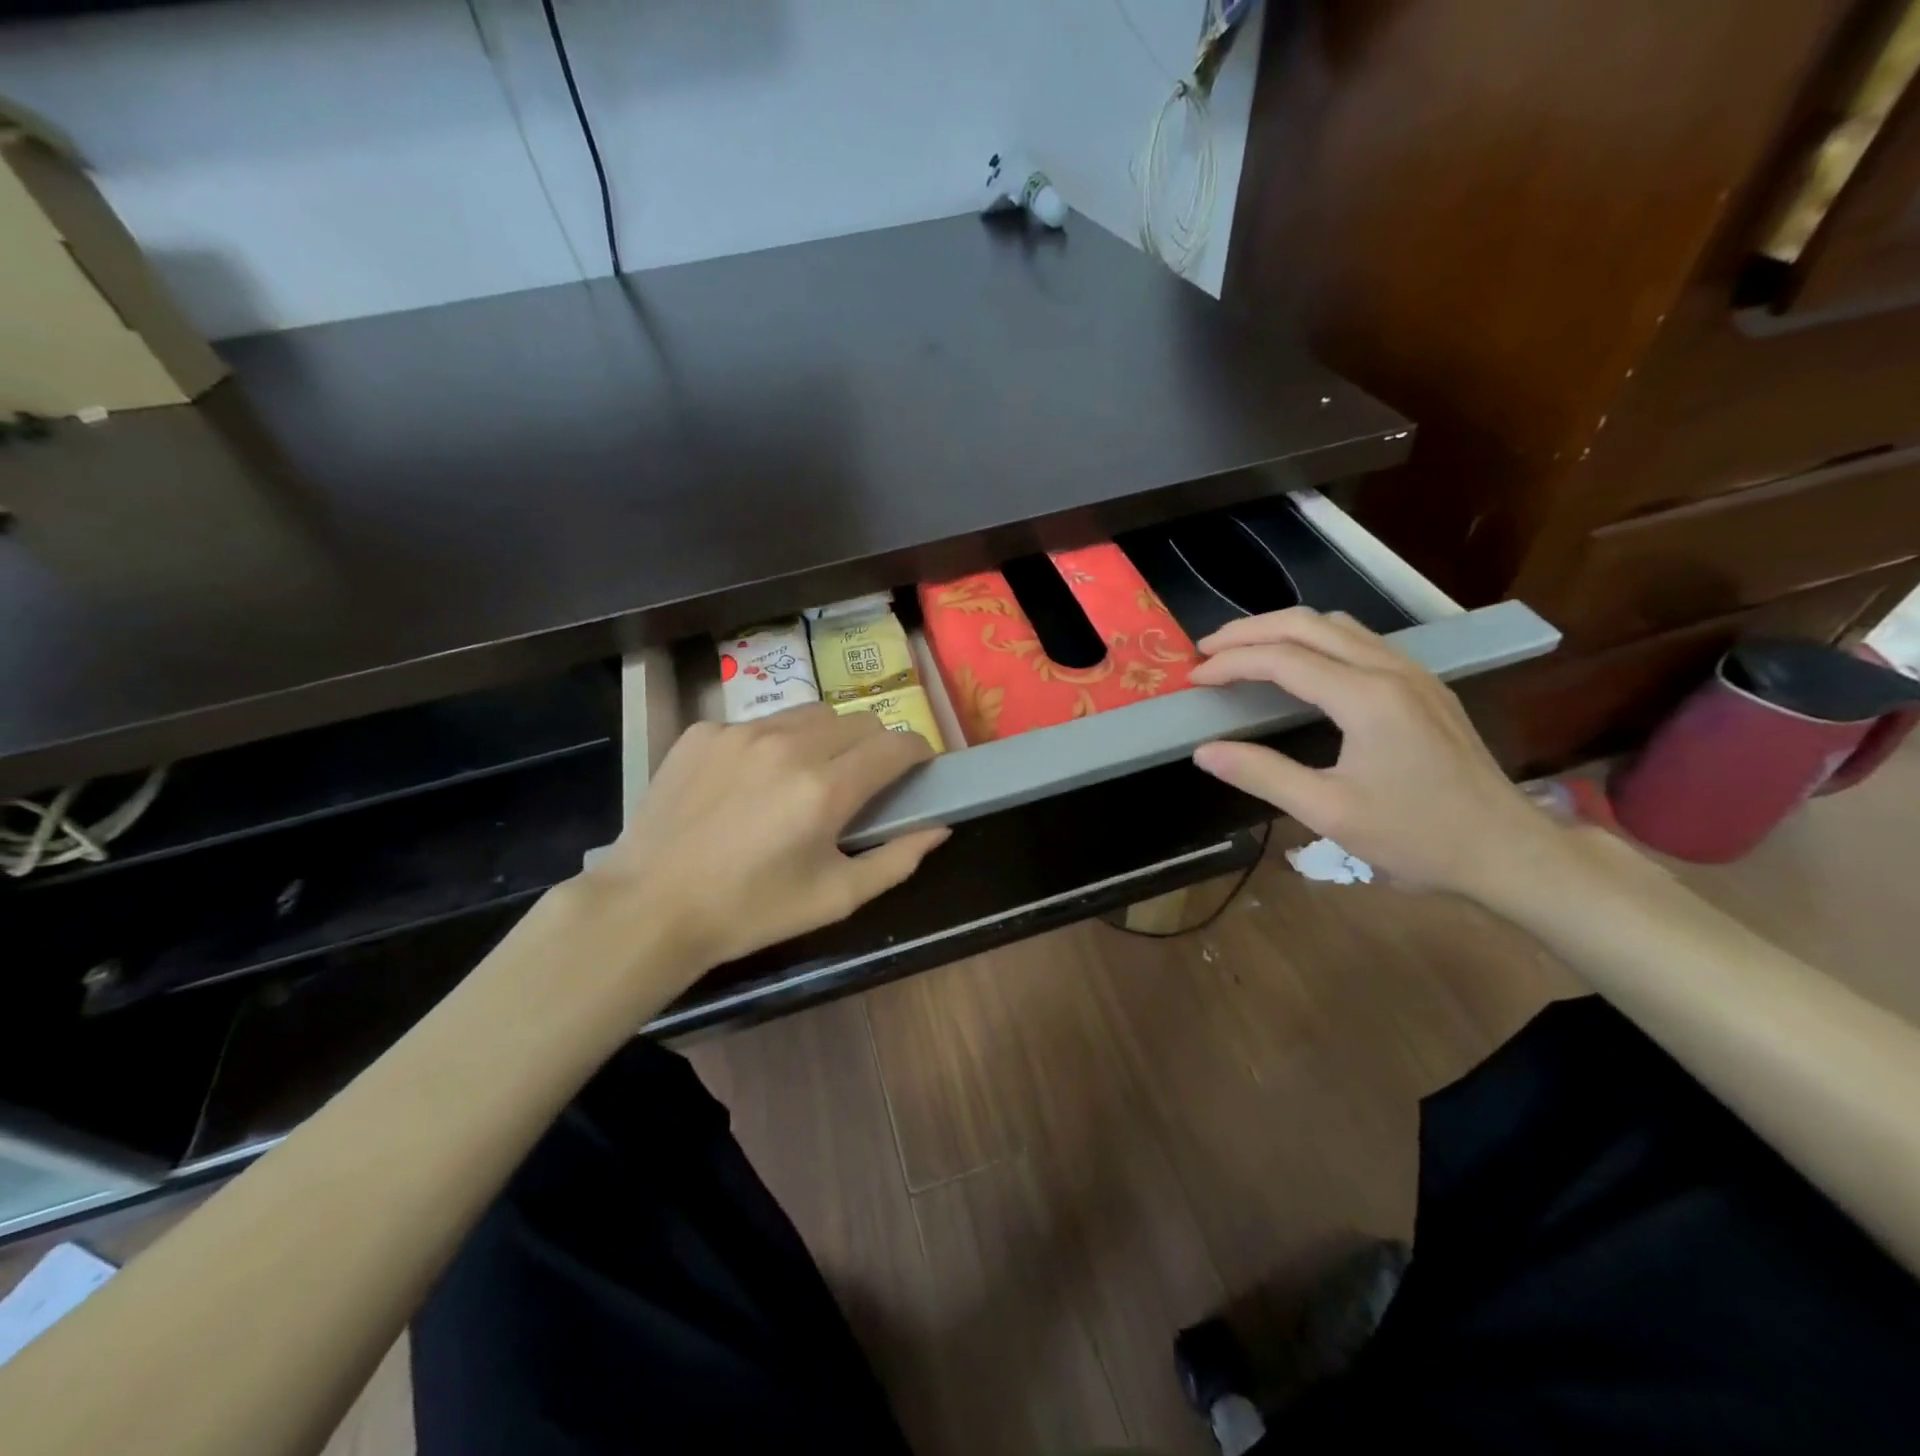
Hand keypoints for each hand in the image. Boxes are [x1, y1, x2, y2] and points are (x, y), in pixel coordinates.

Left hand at [581, 705, 947, 976]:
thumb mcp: (835, 898)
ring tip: (807, 775)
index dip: (917, 753)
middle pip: (858, 720)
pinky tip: (751, 782)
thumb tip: (939, 828)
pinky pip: (759, 723)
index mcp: (826, 788)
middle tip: (861, 780)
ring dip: (826, 738)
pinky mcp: (704, 731)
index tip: (917, 769)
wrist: (650, 906)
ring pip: (810, 714)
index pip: (896, 744)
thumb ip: (897, 859)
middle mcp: (788, 745)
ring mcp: (741, 732)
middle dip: (874, 744)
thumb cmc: (751, 911)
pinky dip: (772, 744)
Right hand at [1187, 608, 1563, 898]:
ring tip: (1243, 649)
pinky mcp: (1423, 684)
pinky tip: (1299, 663)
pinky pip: (1359, 640)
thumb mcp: (1328, 812)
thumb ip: (1262, 774)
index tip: (1193, 677)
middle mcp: (1390, 669)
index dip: (1230, 663)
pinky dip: (1315, 639)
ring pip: (1336, 625)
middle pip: (1308, 624)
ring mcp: (1413, 672)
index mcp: (1366, 698)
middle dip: (1249, 630)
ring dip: (1283, 629)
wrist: (1506, 848)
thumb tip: (1204, 751)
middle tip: (1206, 649)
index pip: (1282, 659)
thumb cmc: (1416, 836)